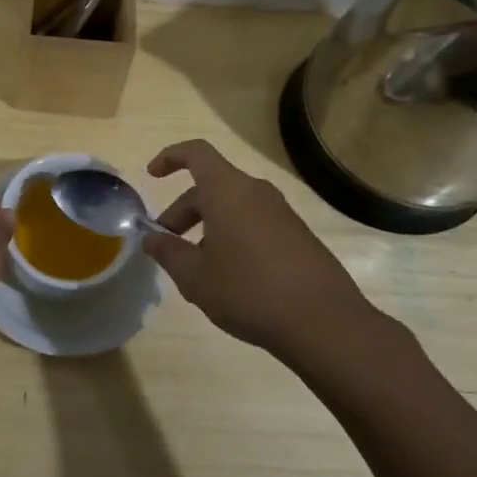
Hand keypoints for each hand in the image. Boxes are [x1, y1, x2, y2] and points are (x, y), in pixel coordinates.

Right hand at [143, 139, 381, 359]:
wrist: (325, 323)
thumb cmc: (248, 289)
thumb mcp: (194, 276)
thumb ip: (167, 252)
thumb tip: (151, 238)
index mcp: (227, 190)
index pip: (195, 153)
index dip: (170, 157)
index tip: (152, 175)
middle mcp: (256, 192)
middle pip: (211, 187)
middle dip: (183, 212)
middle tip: (167, 245)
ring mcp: (282, 214)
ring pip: (233, 209)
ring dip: (208, 229)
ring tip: (196, 270)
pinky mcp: (298, 237)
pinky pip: (255, 226)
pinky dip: (233, 240)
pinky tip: (230, 280)